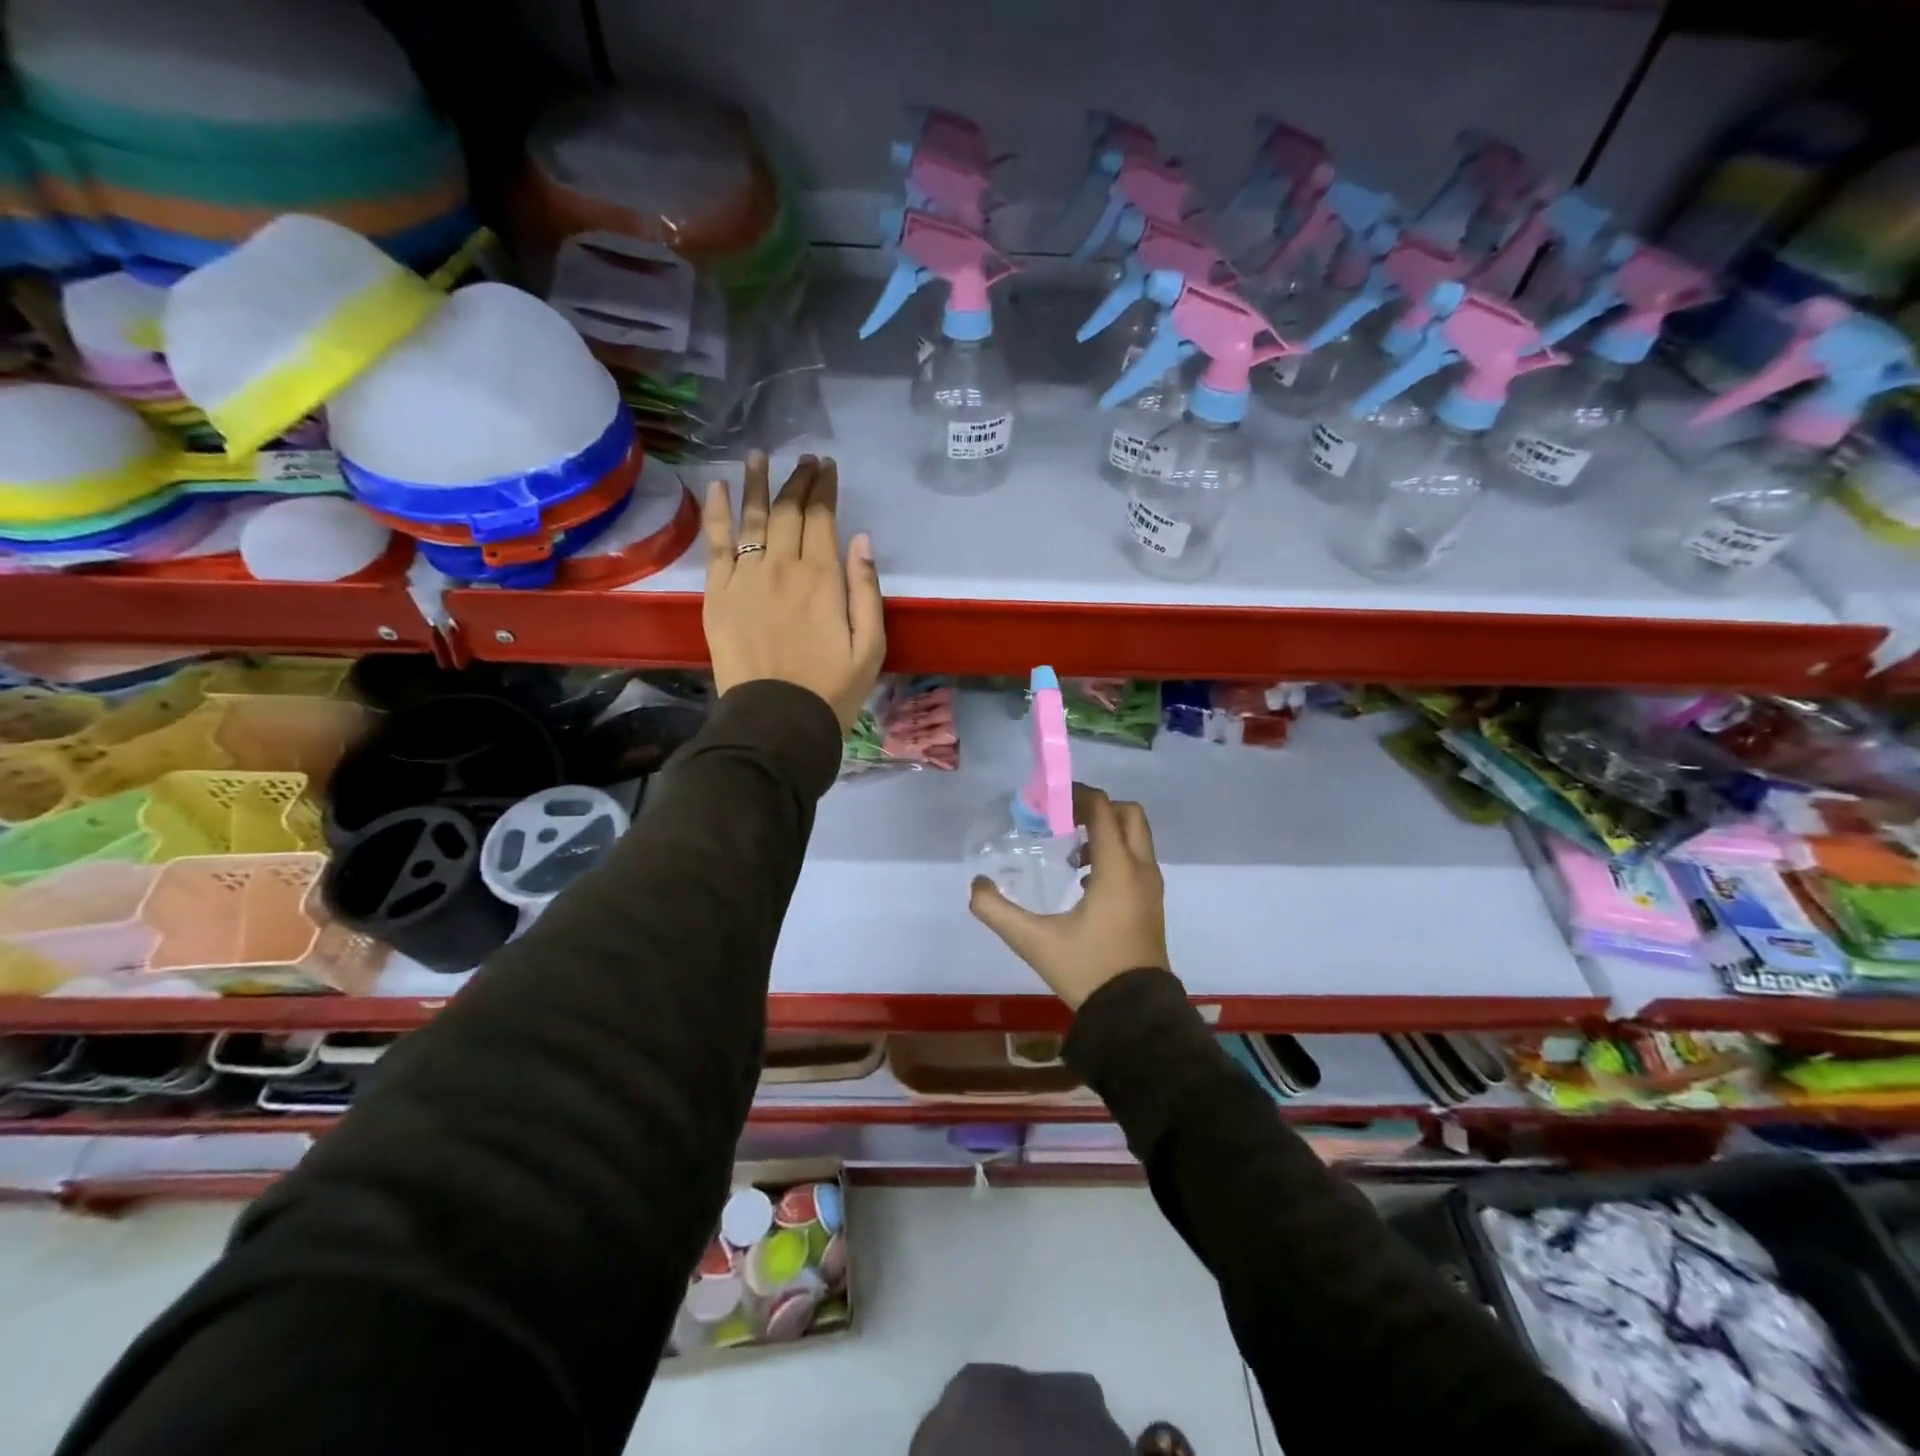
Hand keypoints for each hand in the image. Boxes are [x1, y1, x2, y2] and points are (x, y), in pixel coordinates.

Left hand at [702, 452, 885, 731]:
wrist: (776, 721)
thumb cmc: (832, 689)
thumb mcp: (871, 646)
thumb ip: (866, 590)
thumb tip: (860, 540)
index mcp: (823, 578)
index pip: (822, 518)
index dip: (824, 488)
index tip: (827, 467)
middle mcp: (782, 567)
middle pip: (788, 511)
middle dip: (798, 480)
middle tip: (804, 460)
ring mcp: (745, 578)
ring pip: (751, 518)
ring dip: (757, 483)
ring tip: (760, 455)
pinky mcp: (717, 594)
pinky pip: (716, 544)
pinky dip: (717, 513)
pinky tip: (720, 487)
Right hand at [969, 784, 1169, 1010]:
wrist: (1134, 1015)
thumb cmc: (1088, 970)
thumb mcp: (1034, 941)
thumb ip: (997, 911)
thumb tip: (976, 886)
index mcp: (1117, 869)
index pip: (1102, 810)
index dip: (1076, 796)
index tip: (1048, 802)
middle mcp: (1141, 869)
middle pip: (1128, 814)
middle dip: (1096, 808)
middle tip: (1063, 821)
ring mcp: (1151, 887)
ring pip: (1135, 837)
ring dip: (1106, 832)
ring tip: (1070, 855)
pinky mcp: (1152, 903)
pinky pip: (1137, 859)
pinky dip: (1115, 853)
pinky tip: (1085, 882)